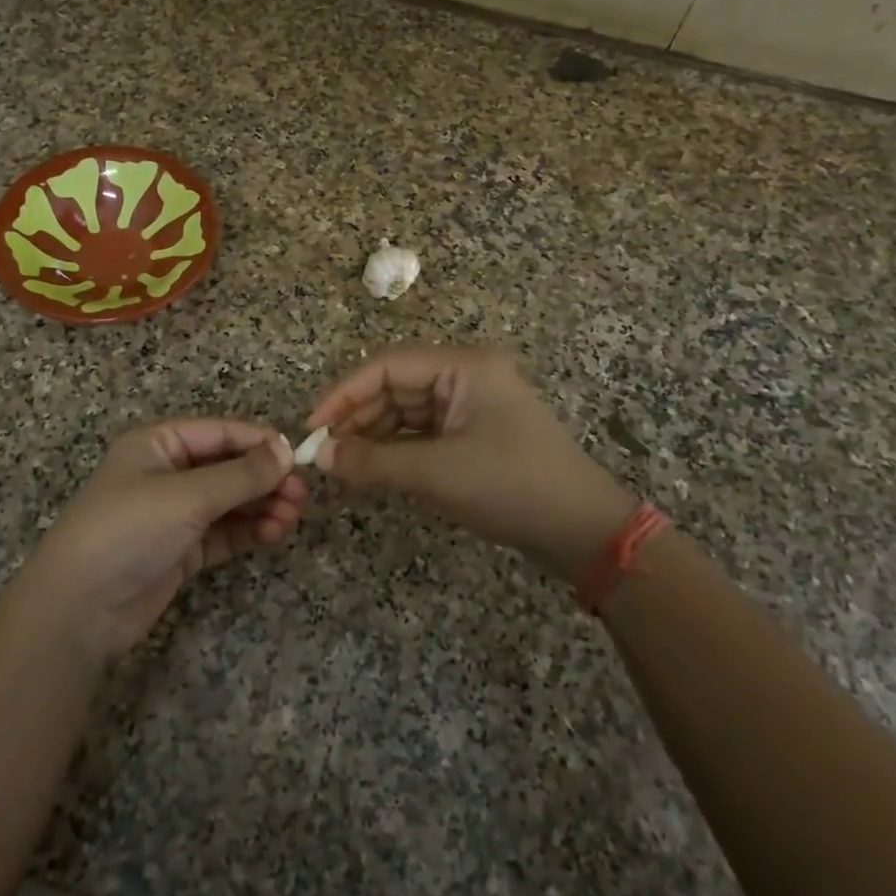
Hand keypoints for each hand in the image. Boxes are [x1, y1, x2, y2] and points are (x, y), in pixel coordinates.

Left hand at [19, 421, 305, 658]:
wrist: (79, 609)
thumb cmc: (129, 531)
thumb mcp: (187, 496)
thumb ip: (241, 474)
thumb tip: (286, 450)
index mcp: (159, 444)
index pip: (221, 432)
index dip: (260, 442)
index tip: (298, 458)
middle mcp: (168, 472)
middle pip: (229, 466)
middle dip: (265, 479)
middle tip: (301, 496)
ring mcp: (174, 513)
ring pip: (230, 501)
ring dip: (262, 505)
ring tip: (291, 517)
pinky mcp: (181, 549)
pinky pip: (224, 532)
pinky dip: (249, 531)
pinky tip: (273, 533)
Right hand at [306, 345, 636, 580]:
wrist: (583, 530)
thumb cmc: (512, 487)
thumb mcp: (437, 473)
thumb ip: (373, 461)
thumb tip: (320, 457)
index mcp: (463, 366)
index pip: (386, 366)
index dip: (343, 394)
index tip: (312, 428)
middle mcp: (465, 375)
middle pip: (394, 387)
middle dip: (357, 418)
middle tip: (322, 453)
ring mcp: (471, 404)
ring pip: (405, 411)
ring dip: (373, 435)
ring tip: (342, 464)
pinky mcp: (473, 432)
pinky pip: (422, 432)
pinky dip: (396, 449)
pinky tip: (372, 468)